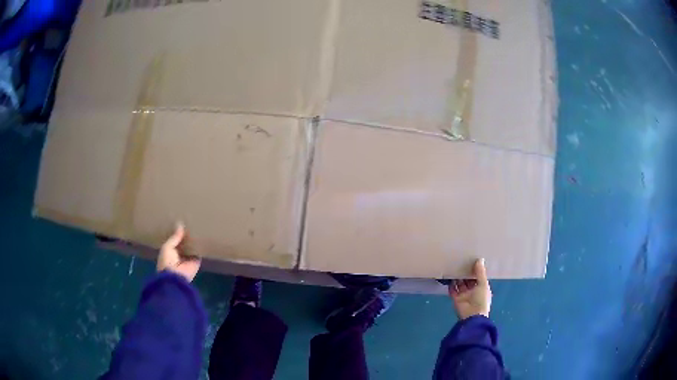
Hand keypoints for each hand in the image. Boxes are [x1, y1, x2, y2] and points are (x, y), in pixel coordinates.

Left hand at [157, 223, 200, 281]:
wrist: (175, 277)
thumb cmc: (167, 261)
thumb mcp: (167, 247)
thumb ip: (175, 237)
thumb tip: (180, 223)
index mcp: (169, 252)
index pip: (174, 241)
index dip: (177, 233)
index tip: (181, 223)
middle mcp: (179, 255)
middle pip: (184, 244)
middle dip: (186, 237)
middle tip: (191, 223)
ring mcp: (188, 259)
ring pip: (191, 248)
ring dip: (194, 242)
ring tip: (198, 228)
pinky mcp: (196, 262)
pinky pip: (199, 253)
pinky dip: (200, 247)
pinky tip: (203, 237)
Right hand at [449, 258, 491, 318]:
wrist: (472, 315)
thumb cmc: (481, 299)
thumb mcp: (483, 284)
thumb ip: (480, 272)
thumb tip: (479, 259)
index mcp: (482, 288)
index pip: (478, 278)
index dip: (475, 271)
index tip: (471, 261)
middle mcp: (473, 291)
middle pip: (469, 281)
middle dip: (466, 274)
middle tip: (461, 262)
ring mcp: (464, 295)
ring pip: (460, 285)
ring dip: (458, 278)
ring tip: (454, 267)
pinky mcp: (456, 299)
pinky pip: (453, 290)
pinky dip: (451, 285)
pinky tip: (449, 277)